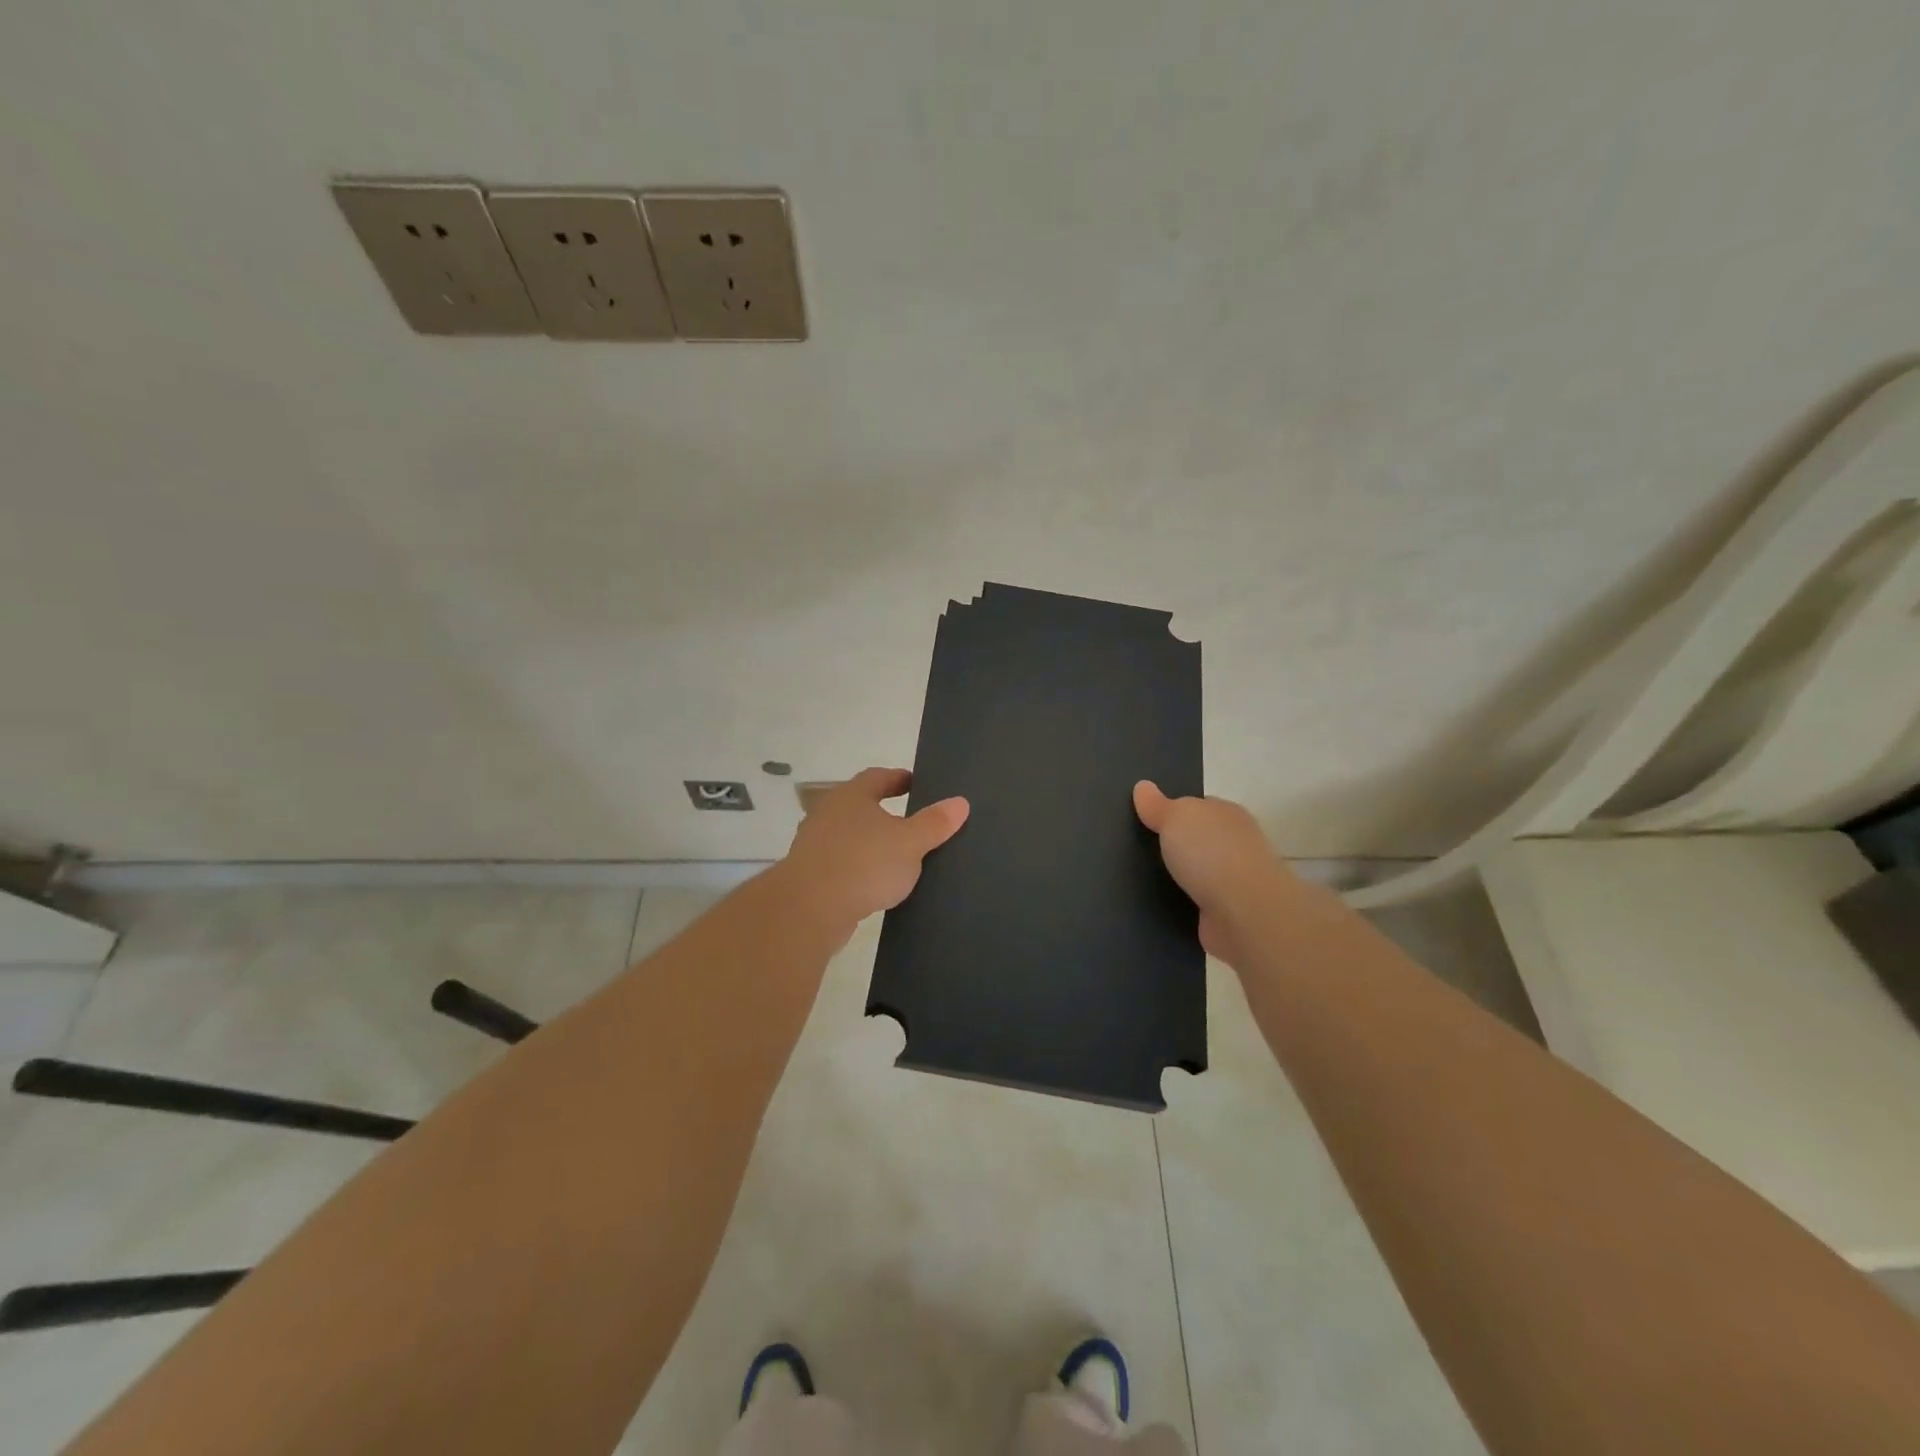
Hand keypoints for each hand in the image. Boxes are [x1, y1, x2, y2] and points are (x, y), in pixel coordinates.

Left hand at [781, 768, 969, 932]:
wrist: (809, 909)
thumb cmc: (864, 864)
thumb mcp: (910, 843)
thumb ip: (934, 823)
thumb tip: (960, 802)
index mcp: (852, 796)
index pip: (878, 777)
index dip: (899, 778)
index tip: (917, 784)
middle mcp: (828, 813)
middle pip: (860, 805)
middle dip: (885, 811)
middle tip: (913, 820)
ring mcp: (814, 844)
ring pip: (849, 835)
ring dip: (870, 842)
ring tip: (898, 855)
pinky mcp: (810, 874)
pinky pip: (841, 863)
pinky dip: (859, 867)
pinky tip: (875, 884)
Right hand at [1133, 781, 1294, 964]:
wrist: (1244, 914)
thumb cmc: (1211, 853)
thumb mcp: (1176, 817)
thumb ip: (1158, 805)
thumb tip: (1143, 786)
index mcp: (1228, 814)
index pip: (1199, 806)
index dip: (1173, 811)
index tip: (1145, 819)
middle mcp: (1236, 844)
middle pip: (1198, 839)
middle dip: (1174, 845)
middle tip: (1135, 848)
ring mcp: (1234, 881)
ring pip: (1197, 873)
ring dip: (1177, 877)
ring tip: (1138, 878)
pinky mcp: (1228, 914)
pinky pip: (1196, 903)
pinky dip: (1181, 903)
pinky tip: (1158, 904)